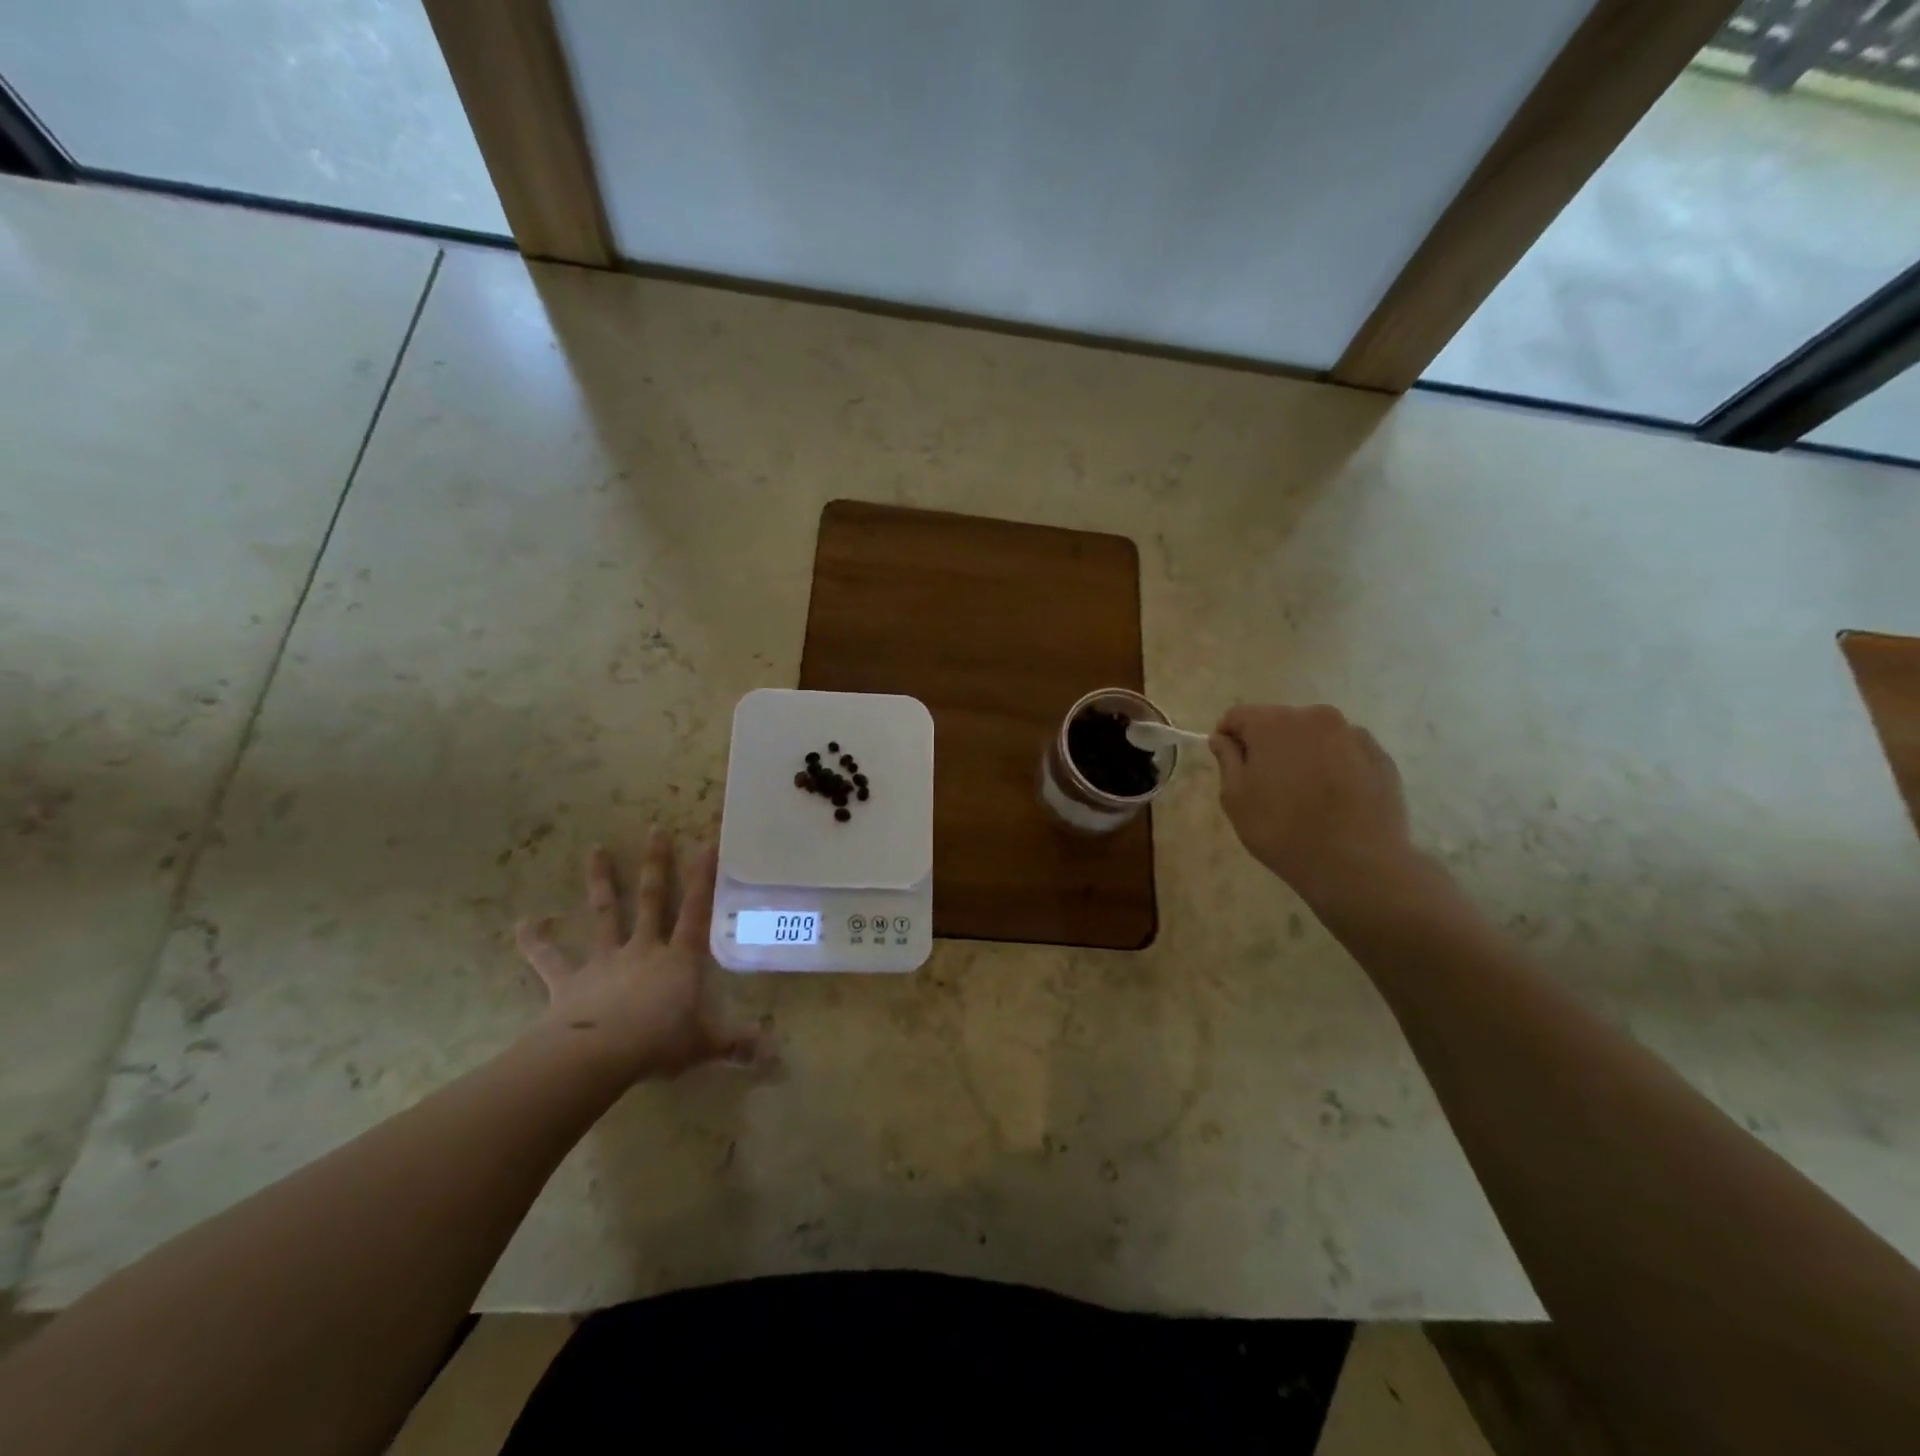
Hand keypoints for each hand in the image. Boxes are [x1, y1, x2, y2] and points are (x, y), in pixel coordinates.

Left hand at [515, 830, 760, 1080]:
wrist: (599, 1055)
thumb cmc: (659, 1044)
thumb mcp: (705, 1045)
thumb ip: (737, 1045)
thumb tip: (775, 1054)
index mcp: (679, 959)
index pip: (696, 911)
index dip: (703, 878)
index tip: (707, 843)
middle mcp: (643, 949)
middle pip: (651, 899)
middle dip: (655, 864)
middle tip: (655, 829)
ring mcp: (605, 961)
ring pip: (604, 913)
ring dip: (600, 881)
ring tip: (595, 849)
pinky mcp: (569, 981)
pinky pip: (550, 959)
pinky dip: (535, 942)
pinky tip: (523, 924)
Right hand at [1209, 704, 1425, 915]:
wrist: (1357, 864)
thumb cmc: (1282, 830)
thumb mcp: (1236, 799)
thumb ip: (1227, 760)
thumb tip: (1222, 739)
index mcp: (1274, 723)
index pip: (1237, 716)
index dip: (1227, 737)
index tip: (1230, 765)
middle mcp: (1315, 717)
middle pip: (1278, 722)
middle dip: (1267, 745)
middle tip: (1266, 784)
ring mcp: (1353, 734)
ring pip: (1314, 736)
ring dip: (1302, 754)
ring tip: (1304, 793)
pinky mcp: (1380, 756)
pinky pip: (1344, 751)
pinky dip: (1333, 765)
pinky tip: (1333, 798)